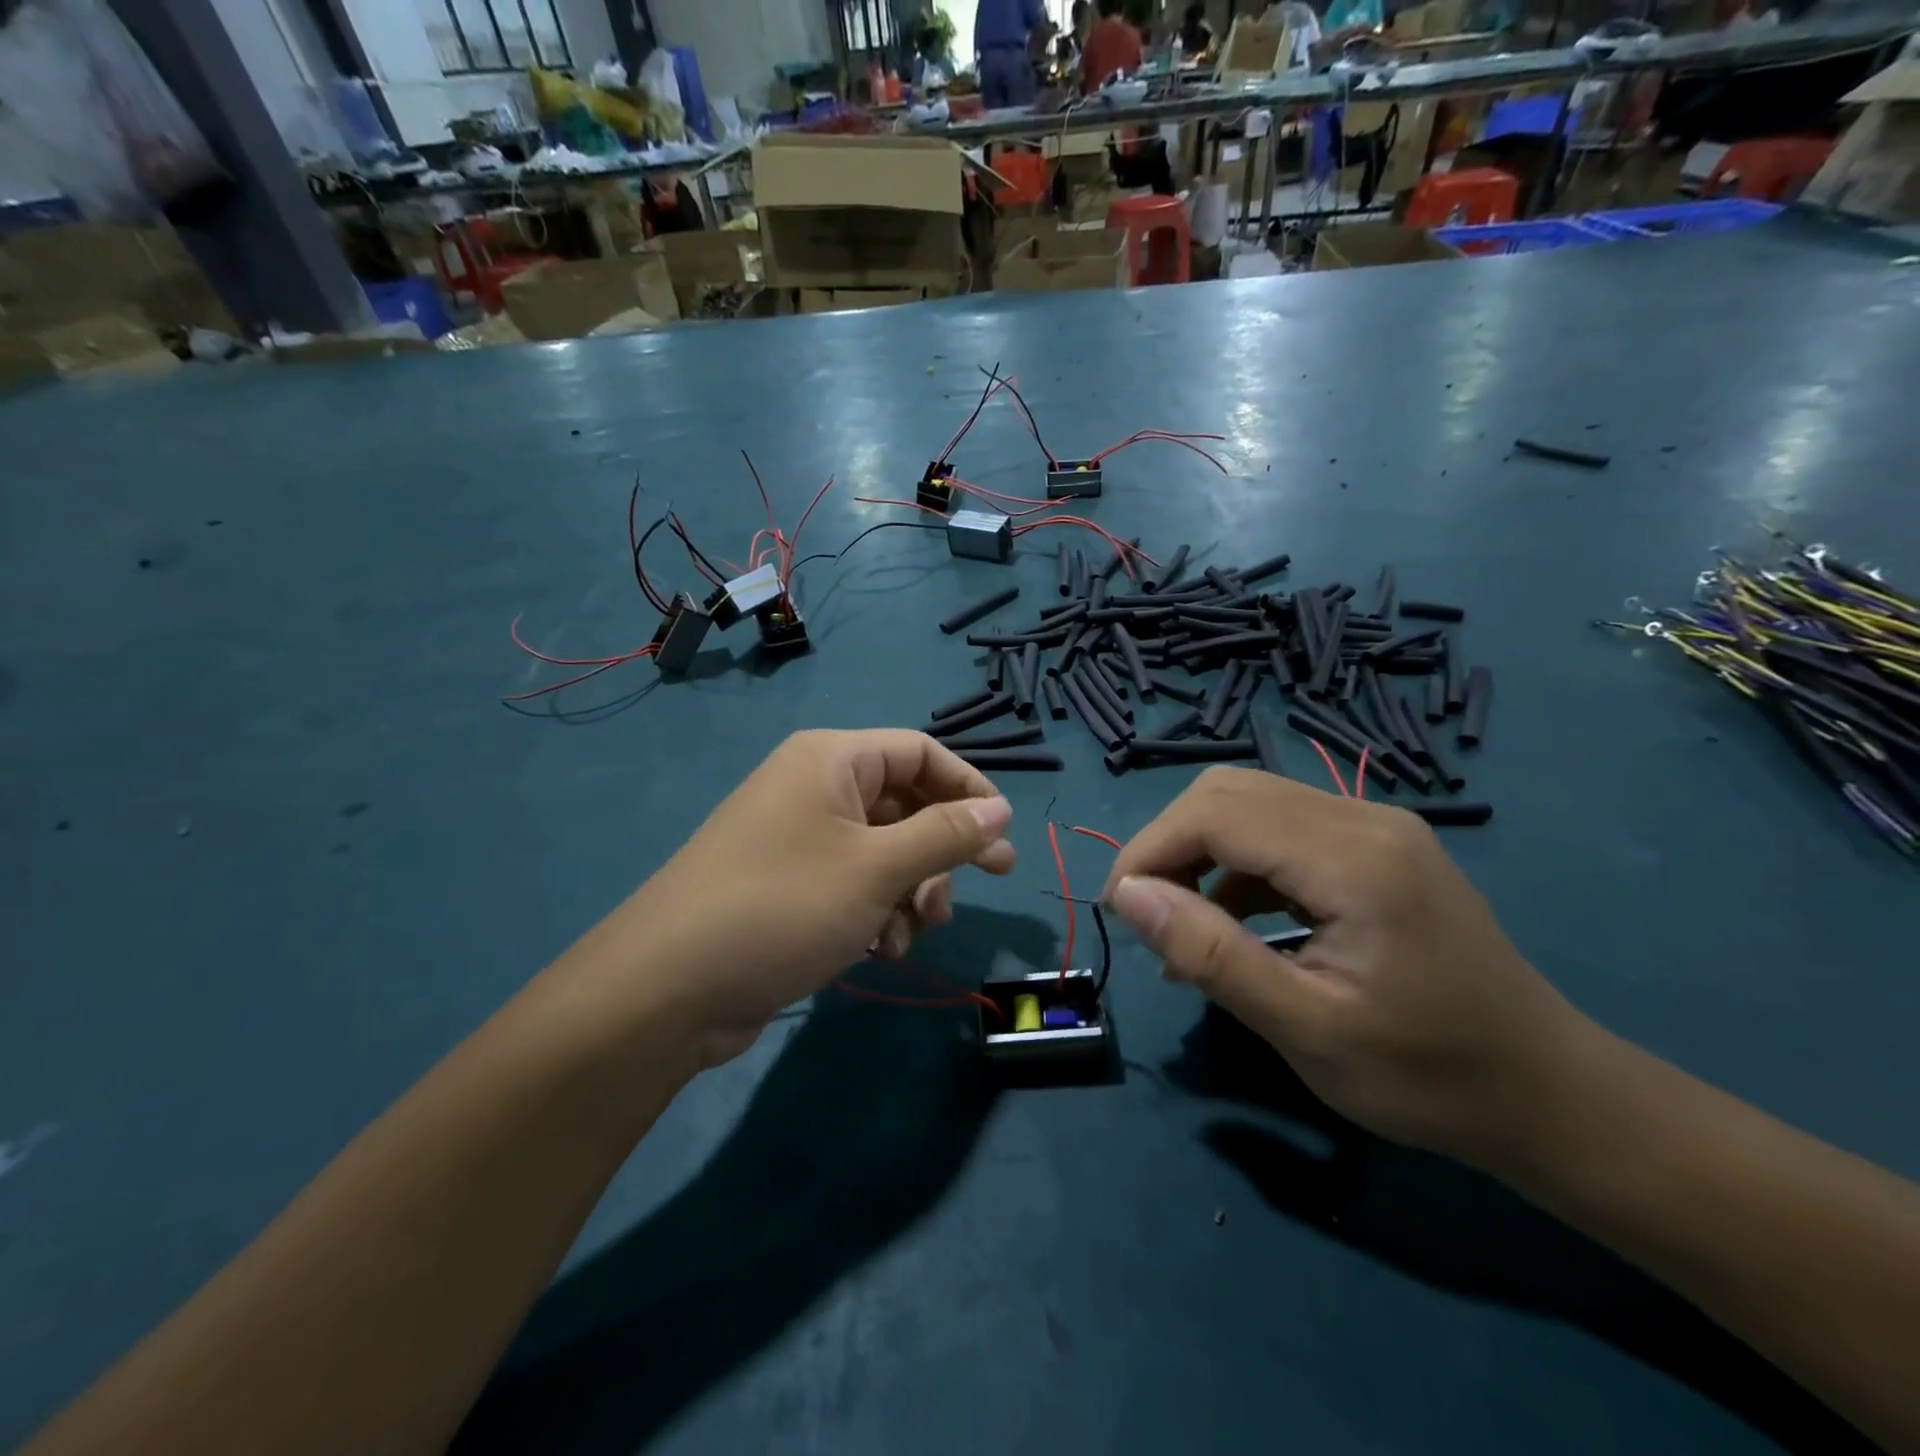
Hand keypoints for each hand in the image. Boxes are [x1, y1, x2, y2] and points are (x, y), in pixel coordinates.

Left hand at [587, 730, 1015, 1068]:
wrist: (669, 988)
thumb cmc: (784, 906)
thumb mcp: (878, 868)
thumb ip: (946, 834)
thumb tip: (1001, 809)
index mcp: (832, 760)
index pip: (920, 752)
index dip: (968, 787)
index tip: (1002, 833)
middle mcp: (814, 788)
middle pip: (904, 803)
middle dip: (943, 849)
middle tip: (987, 882)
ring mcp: (798, 837)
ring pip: (884, 849)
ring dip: (913, 888)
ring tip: (916, 932)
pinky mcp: (789, 884)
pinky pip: (854, 882)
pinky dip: (878, 910)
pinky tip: (881, 949)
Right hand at [1103, 768, 1585, 1169]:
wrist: (1549, 1094)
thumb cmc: (1428, 1075)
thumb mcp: (1306, 1028)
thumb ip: (1211, 954)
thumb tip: (1128, 895)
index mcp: (1353, 858)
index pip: (1216, 813)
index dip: (1151, 850)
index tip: (1119, 910)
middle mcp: (1363, 819)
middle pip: (1229, 791)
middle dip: (1169, 844)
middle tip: (1146, 913)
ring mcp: (1375, 827)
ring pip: (1251, 803)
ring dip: (1199, 852)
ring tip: (1180, 924)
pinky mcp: (1376, 846)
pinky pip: (1282, 829)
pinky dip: (1237, 865)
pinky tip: (1231, 923)